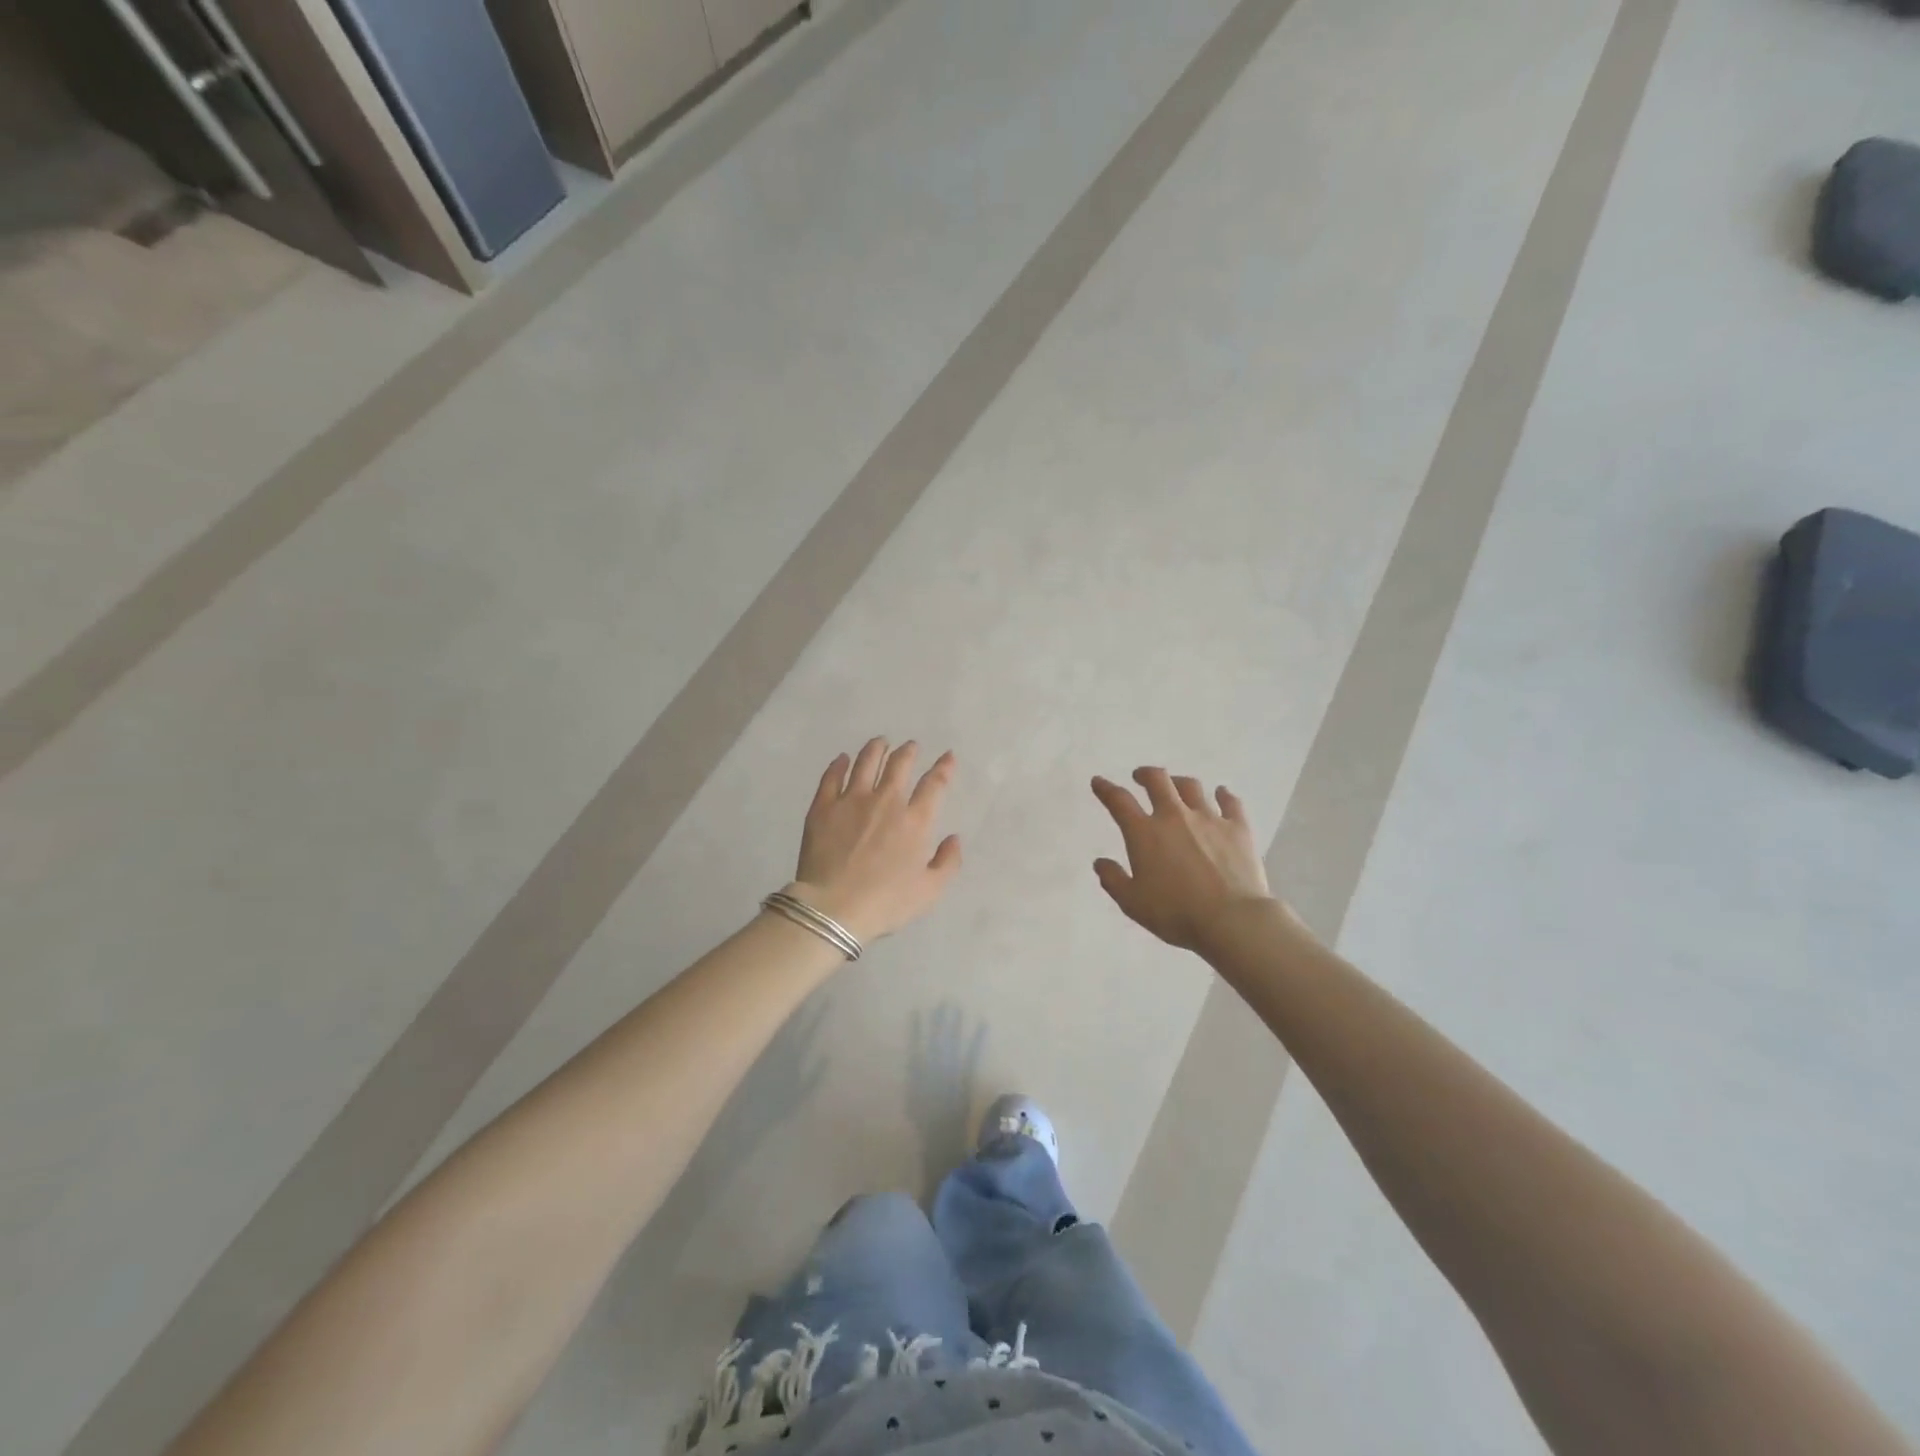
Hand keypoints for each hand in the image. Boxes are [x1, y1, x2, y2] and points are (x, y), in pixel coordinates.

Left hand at [791, 739, 961, 944]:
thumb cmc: (886, 902)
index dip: (943, 767)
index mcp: (915, 821)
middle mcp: (886, 801)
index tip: (947, 756)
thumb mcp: (929, 891)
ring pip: (866, 762)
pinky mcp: (823, 806)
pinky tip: (843, 759)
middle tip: (910, 746)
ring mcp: (852, 800)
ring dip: (876, 749)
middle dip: (908, 752)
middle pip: (899, 765)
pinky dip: (840, 764)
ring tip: (880, 743)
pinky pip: (832, 776)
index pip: (934, 784)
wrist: (834, 907)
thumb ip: (948, 862)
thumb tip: (954, 838)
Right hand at [1091, 768, 1274, 953]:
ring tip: (1176, 786)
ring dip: (1179, 782)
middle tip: (1140, 777)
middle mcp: (1175, 816)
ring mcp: (1209, 818)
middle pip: (1158, 780)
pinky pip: (1230, 802)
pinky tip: (1222, 794)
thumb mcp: (1133, 903)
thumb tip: (1100, 863)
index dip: (1105, 789)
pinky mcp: (1238, 828)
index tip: (1099, 782)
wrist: (1231, 919)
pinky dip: (1223, 795)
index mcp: (1145, 833)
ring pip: (1191, 786)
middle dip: (1145, 774)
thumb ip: (1113, 880)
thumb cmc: (1176, 913)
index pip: (1119, 801)